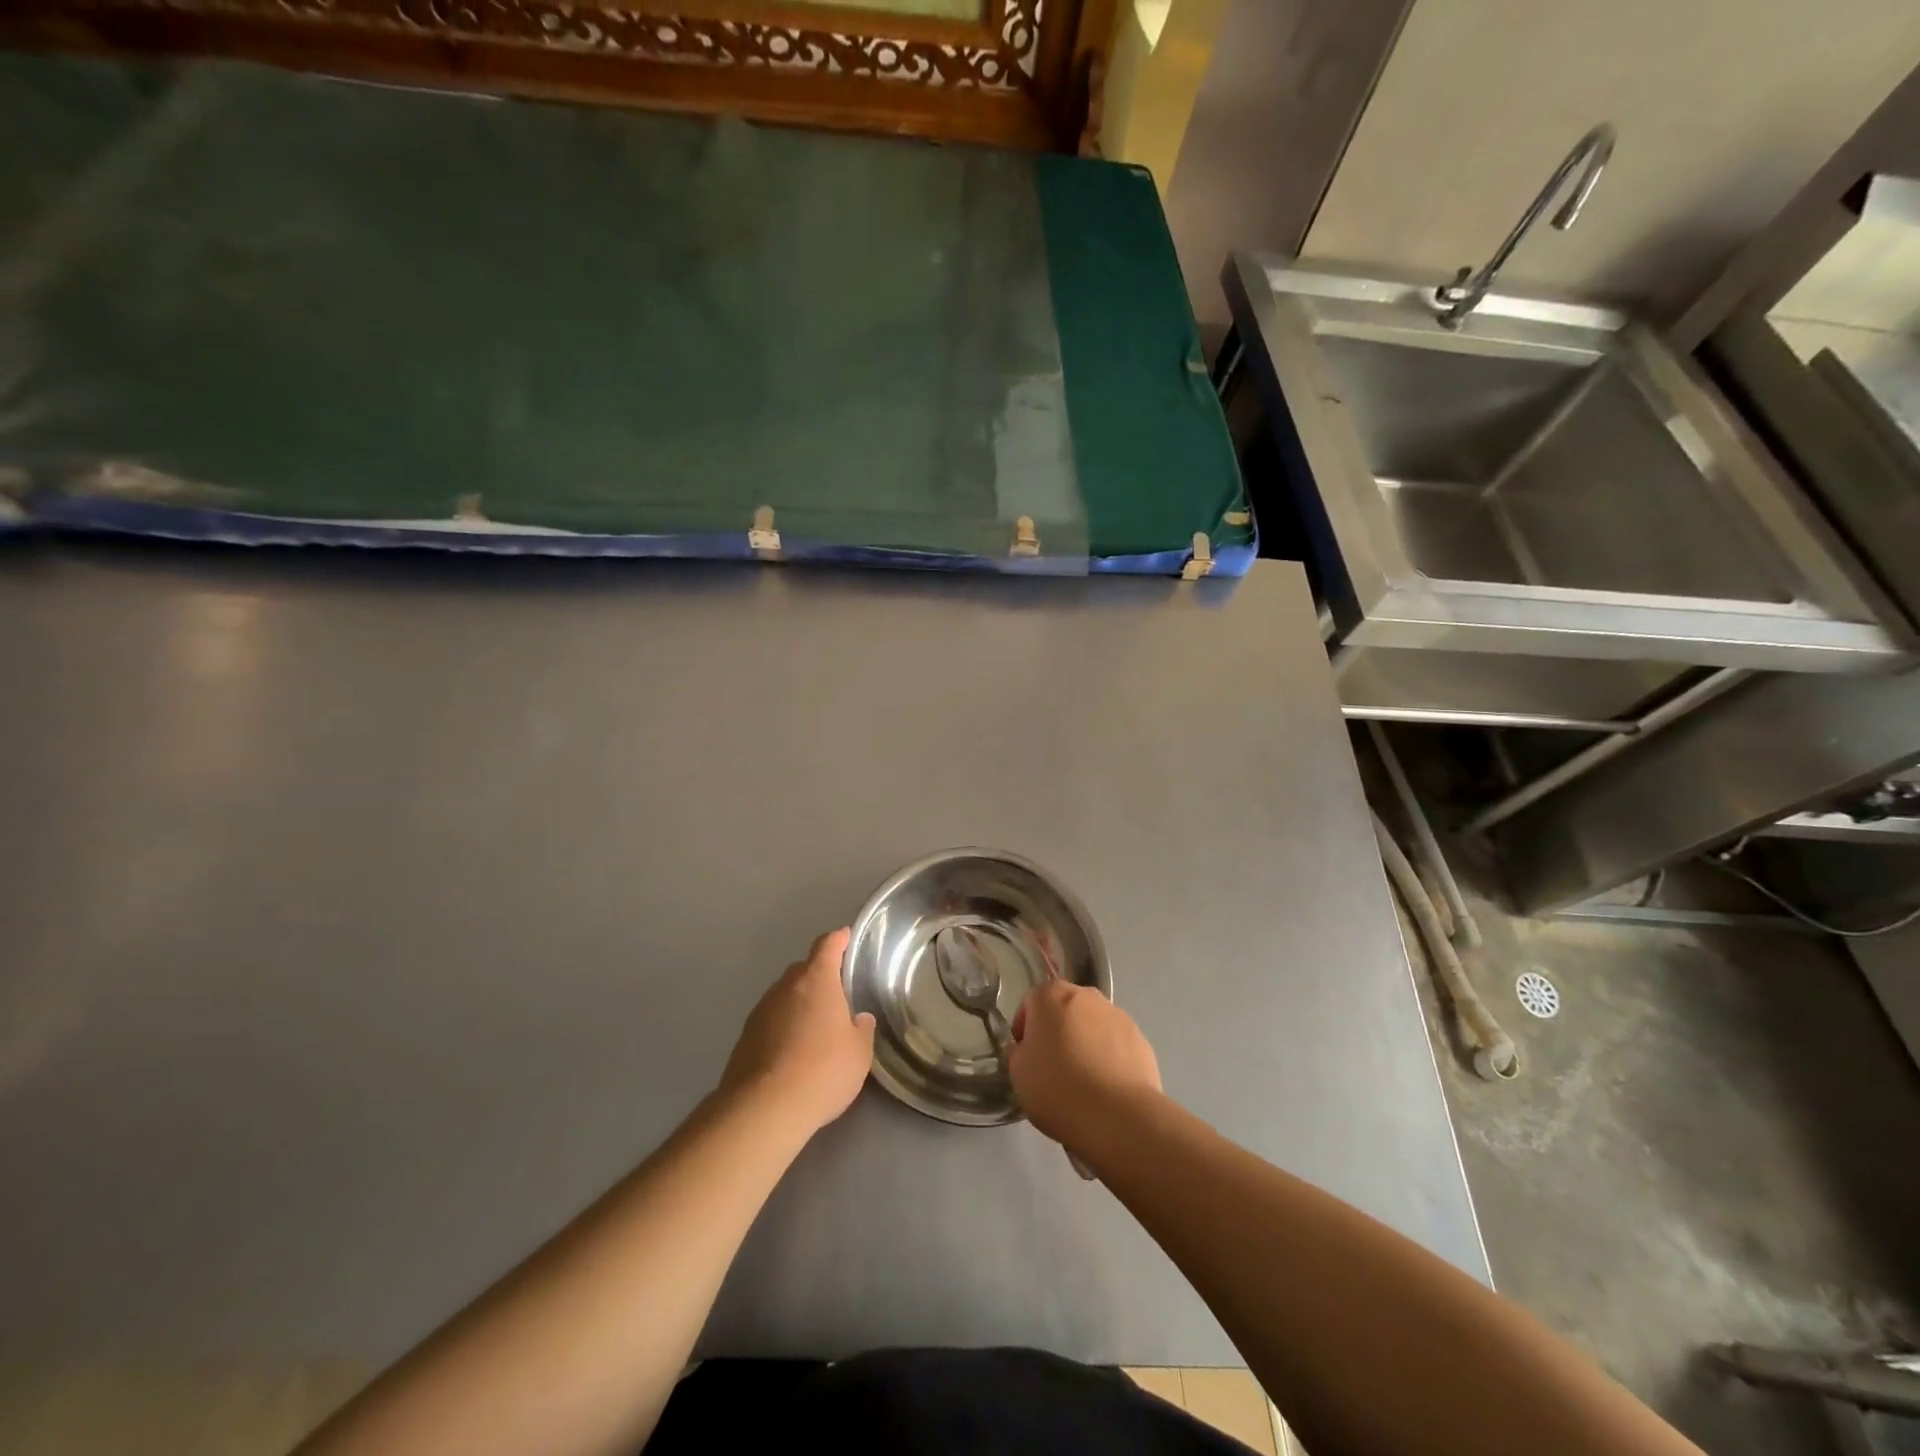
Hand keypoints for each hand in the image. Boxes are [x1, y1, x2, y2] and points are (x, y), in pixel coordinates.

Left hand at [719, 928, 875, 1138]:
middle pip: (804, 970)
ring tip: (815, 1029)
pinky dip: (783, 1027)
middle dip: (820, 977)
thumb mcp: (859, 1053)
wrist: (763, 1109)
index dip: (839, 939)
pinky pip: (771, 1021)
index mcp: (816, 980)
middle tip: (837, 996)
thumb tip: (857, 1018)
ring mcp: (761, 1011)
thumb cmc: (822, 1071)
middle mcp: (786, 987)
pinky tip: (793, 1052)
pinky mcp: (745, 1037)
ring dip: (799, 1004)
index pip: (827, 945)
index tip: (846, 937)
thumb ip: (861, 1029)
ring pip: (785, 996)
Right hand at [1008, 981, 1160, 1157]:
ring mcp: (1117, 1014)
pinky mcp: (1140, 1038)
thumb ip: (1018, 1051)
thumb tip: (1027, 1047)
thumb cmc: (1057, 1089)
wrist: (1117, 1116)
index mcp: (1051, 996)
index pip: (1031, 1002)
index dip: (1024, 1028)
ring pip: (1092, 1024)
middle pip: (1064, 1008)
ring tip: (1084, 1080)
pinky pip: (1115, 1043)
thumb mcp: (1018, 1074)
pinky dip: (1109, 1056)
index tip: (1026, 1055)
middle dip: (1057, 1030)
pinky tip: (1106, 1086)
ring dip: (1085, 1041)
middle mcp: (1086, 995)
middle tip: (1053, 1065)